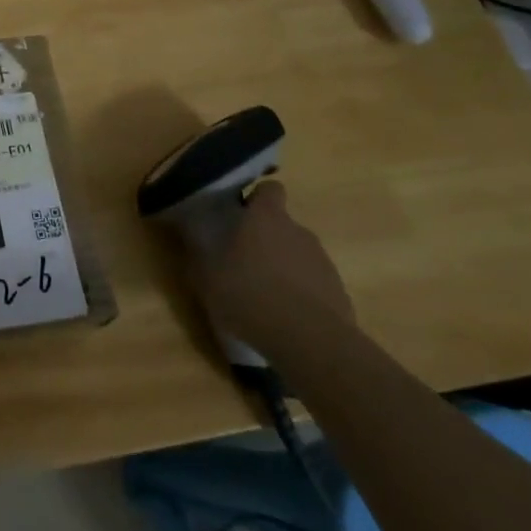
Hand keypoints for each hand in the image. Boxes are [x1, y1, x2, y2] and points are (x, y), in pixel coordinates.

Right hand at [183, 181, 354, 361]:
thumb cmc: (249, 295)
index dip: (257, 198)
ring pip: (298, 254)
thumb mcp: (207, 275)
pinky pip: (313, 283)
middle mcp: (298, 231)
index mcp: (266, 218)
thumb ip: (199, 250)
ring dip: (283, 266)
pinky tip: (285, 316)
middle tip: (243, 261)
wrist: (309, 341)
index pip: (270, 189)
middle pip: (282, 225)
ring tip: (264, 294)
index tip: (241, 213)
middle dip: (265, 239)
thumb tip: (192, 232)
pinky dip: (300, 293)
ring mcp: (322, 261)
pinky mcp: (338, 292)